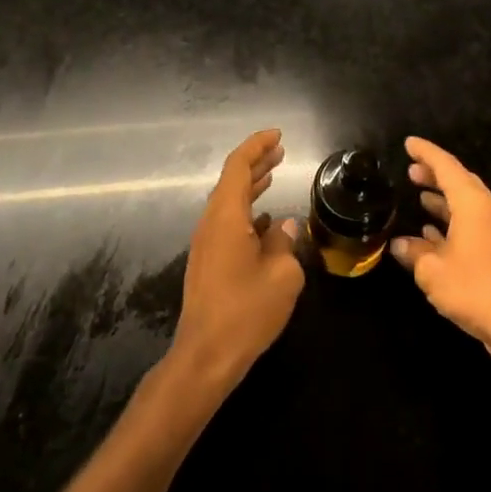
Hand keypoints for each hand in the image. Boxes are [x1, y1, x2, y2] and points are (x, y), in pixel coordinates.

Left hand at [169, 129, 303, 391]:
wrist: (206, 356)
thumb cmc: (246, 311)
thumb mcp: (282, 276)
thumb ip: (285, 244)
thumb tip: (284, 228)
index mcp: (226, 217)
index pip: (238, 166)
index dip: (257, 146)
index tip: (278, 135)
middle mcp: (211, 223)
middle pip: (231, 181)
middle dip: (256, 162)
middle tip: (280, 150)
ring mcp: (206, 244)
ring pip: (229, 203)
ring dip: (251, 186)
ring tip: (274, 174)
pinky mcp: (208, 263)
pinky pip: (228, 223)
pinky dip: (247, 212)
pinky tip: (267, 221)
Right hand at [389, 136, 490, 382]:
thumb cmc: (475, 289)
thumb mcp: (433, 271)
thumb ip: (414, 253)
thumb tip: (398, 244)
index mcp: (473, 205)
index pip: (447, 167)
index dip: (426, 153)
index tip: (408, 143)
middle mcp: (486, 213)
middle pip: (460, 183)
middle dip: (435, 174)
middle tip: (411, 170)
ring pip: (465, 207)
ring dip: (443, 200)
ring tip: (419, 196)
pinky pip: (469, 228)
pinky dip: (450, 225)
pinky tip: (431, 235)